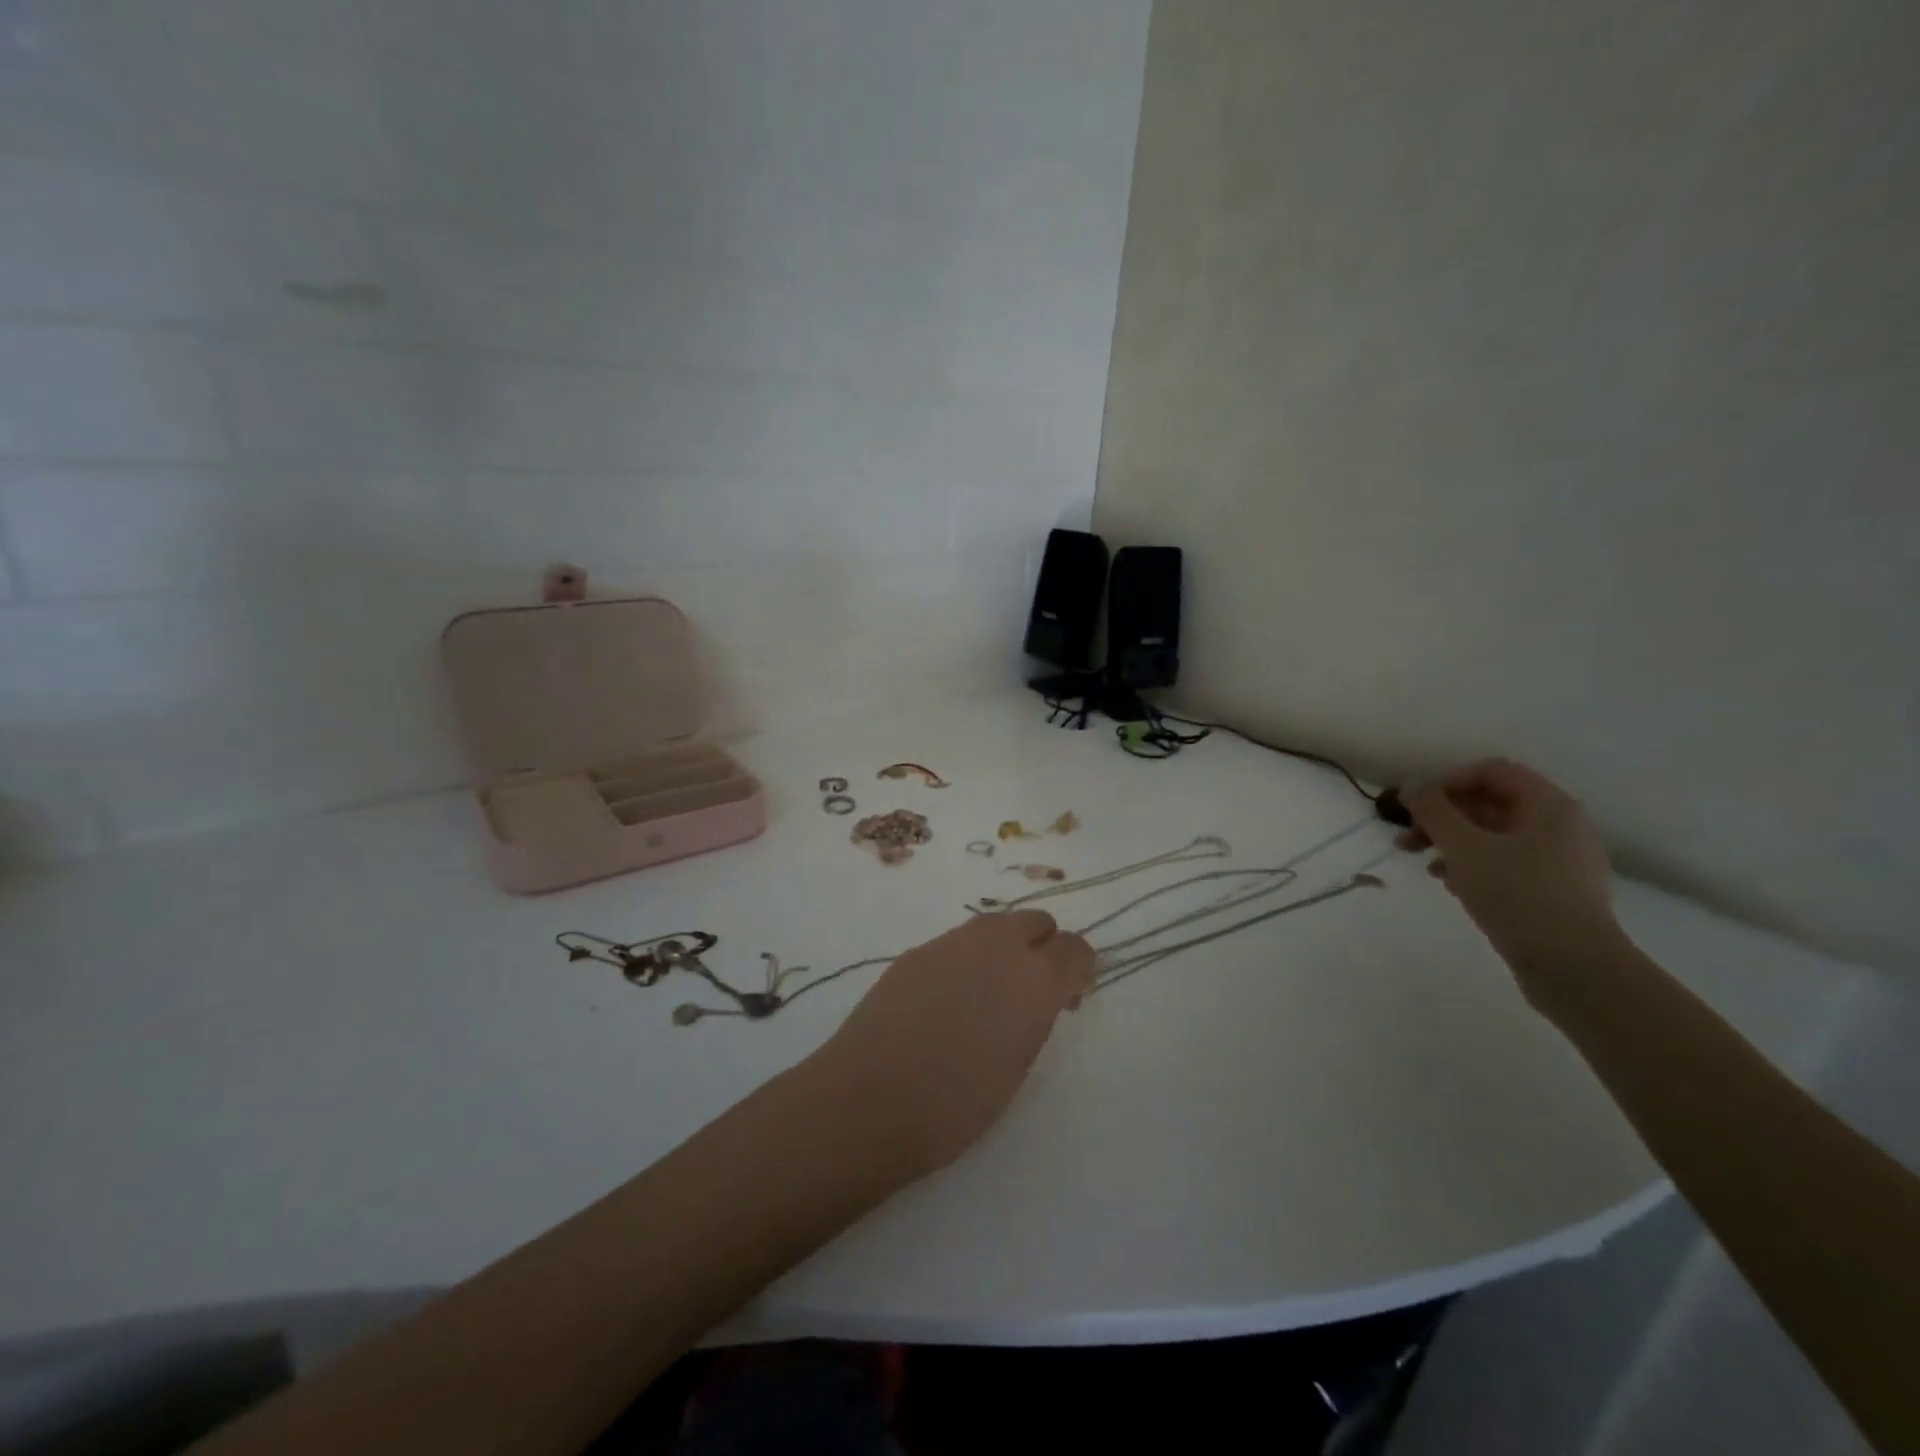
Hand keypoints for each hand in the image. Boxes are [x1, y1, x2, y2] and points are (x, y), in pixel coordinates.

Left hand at [803, 910, 1094, 1179]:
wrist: (869, 1099)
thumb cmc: (955, 1104)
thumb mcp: (1017, 1067)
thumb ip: (1035, 1018)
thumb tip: (1038, 997)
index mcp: (1034, 980)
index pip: (1076, 948)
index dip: (1078, 971)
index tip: (1068, 1000)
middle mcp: (997, 947)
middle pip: (1037, 922)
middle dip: (1043, 948)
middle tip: (1030, 993)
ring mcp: (952, 942)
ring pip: (996, 925)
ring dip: (1005, 949)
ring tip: (988, 996)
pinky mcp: (917, 950)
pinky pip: (957, 942)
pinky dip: (966, 960)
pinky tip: (947, 1001)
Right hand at [1399, 759, 1622, 1001]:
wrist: (1574, 969)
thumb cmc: (1518, 895)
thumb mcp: (1464, 847)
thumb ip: (1433, 811)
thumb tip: (1412, 787)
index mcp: (1548, 806)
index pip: (1493, 771)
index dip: (1448, 781)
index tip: (1416, 807)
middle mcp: (1560, 827)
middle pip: (1491, 804)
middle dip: (1443, 817)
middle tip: (1405, 838)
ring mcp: (1560, 862)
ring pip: (1494, 837)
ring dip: (1452, 843)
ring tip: (1422, 864)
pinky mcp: (1553, 893)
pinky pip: (1506, 865)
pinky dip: (1473, 866)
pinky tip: (1450, 885)